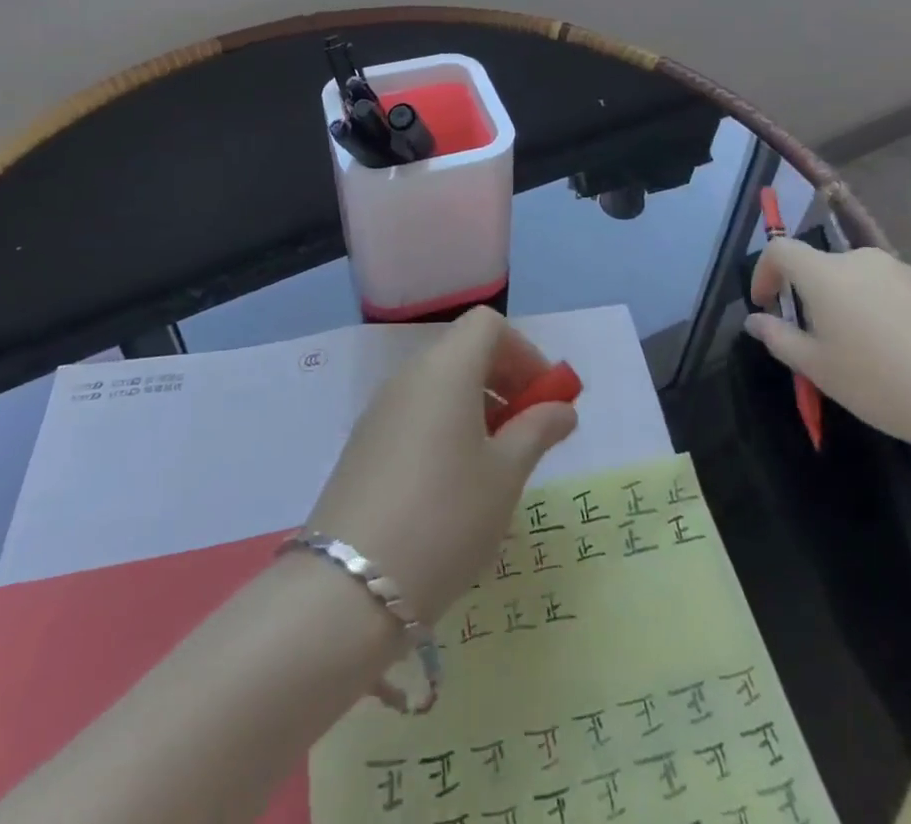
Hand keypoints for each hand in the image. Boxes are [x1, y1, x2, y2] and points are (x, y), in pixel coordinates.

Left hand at [305, 307, 577, 623]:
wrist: (349, 587)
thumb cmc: (445, 518)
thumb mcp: (505, 476)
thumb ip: (537, 431)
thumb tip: (561, 408)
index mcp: (445, 369)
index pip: (488, 325)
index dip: (524, 352)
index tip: (545, 399)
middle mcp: (409, 376)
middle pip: (463, 351)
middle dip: (505, 379)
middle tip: (530, 430)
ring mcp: (381, 410)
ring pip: (440, 384)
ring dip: (478, 405)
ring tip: (499, 462)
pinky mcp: (365, 444)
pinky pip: (417, 413)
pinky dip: (447, 426)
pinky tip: (458, 482)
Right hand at [745, 239, 910, 456]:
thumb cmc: (883, 384)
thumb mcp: (819, 369)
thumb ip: (779, 339)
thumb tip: (756, 320)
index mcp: (826, 274)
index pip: (780, 250)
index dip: (764, 272)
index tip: (766, 304)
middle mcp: (863, 260)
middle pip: (823, 267)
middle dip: (812, 296)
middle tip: (819, 339)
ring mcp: (906, 270)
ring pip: (863, 280)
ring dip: (852, 304)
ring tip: (868, 351)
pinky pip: (898, 291)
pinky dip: (889, 311)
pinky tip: (908, 353)